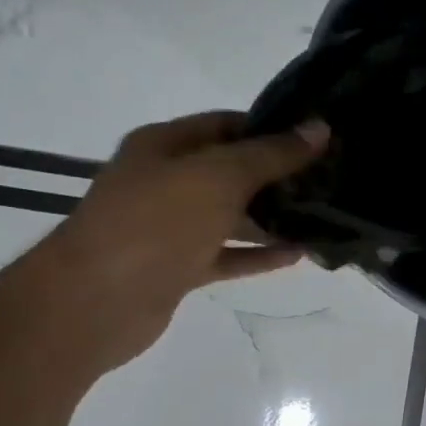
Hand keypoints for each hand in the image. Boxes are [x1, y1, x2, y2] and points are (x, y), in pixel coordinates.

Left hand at [25, 111, 328, 372]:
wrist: (95, 301)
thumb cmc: (156, 222)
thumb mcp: (219, 176)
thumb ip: (271, 154)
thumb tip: (319, 129)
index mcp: (165, 146)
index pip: (227, 124)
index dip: (272, 128)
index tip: (318, 138)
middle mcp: (166, 181)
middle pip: (231, 170)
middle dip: (278, 175)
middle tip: (330, 180)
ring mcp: (170, 227)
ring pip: (231, 216)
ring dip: (273, 217)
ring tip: (324, 217)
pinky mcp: (178, 268)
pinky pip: (227, 255)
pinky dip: (259, 254)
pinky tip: (298, 254)